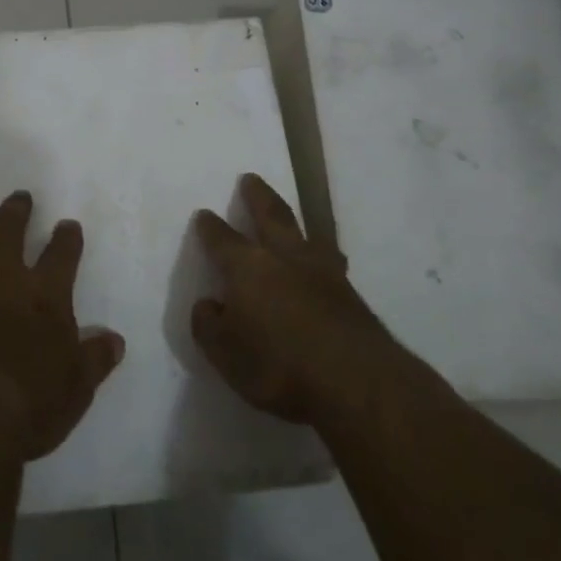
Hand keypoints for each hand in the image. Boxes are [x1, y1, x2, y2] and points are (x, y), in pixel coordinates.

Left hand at [0, 191, 125, 461]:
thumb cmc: (34, 403)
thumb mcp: (77, 386)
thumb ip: (94, 359)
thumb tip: (114, 340)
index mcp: (44, 297)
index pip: (61, 255)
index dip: (66, 238)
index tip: (67, 225)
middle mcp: (2, 288)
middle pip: (6, 235)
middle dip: (14, 213)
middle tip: (18, 198)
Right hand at [191, 173, 404, 423]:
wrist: (356, 382)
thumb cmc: (278, 367)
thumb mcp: (225, 355)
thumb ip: (209, 326)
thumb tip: (207, 304)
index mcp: (247, 268)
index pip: (222, 239)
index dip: (210, 227)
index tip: (204, 215)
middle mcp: (284, 258)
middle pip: (270, 215)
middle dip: (257, 196)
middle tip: (250, 178)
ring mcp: (323, 272)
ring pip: (308, 234)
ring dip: (297, 222)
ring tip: (296, 219)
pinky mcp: (351, 293)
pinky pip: (331, 261)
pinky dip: (323, 255)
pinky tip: (326, 263)